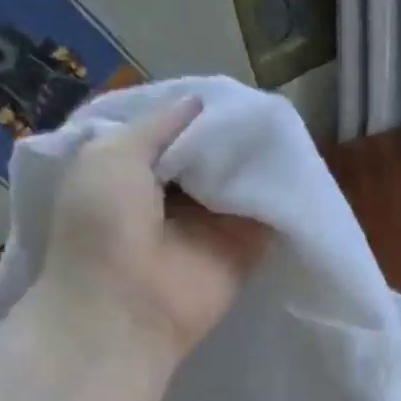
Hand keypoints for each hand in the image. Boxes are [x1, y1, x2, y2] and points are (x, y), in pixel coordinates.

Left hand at [32, 96, 270, 355]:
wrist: (127, 307)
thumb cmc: (104, 226)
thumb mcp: (112, 154)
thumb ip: (157, 125)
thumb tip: (198, 103)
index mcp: (133, 170)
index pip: (173, 132)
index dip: (196, 112)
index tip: (227, 93)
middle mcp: (174, 194)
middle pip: (212, 155)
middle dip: (232, 133)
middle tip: (264, 106)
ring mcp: (212, 222)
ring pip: (240, 181)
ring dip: (257, 160)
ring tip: (286, 127)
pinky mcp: (245, 247)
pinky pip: (266, 213)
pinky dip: (279, 193)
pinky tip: (297, 166)